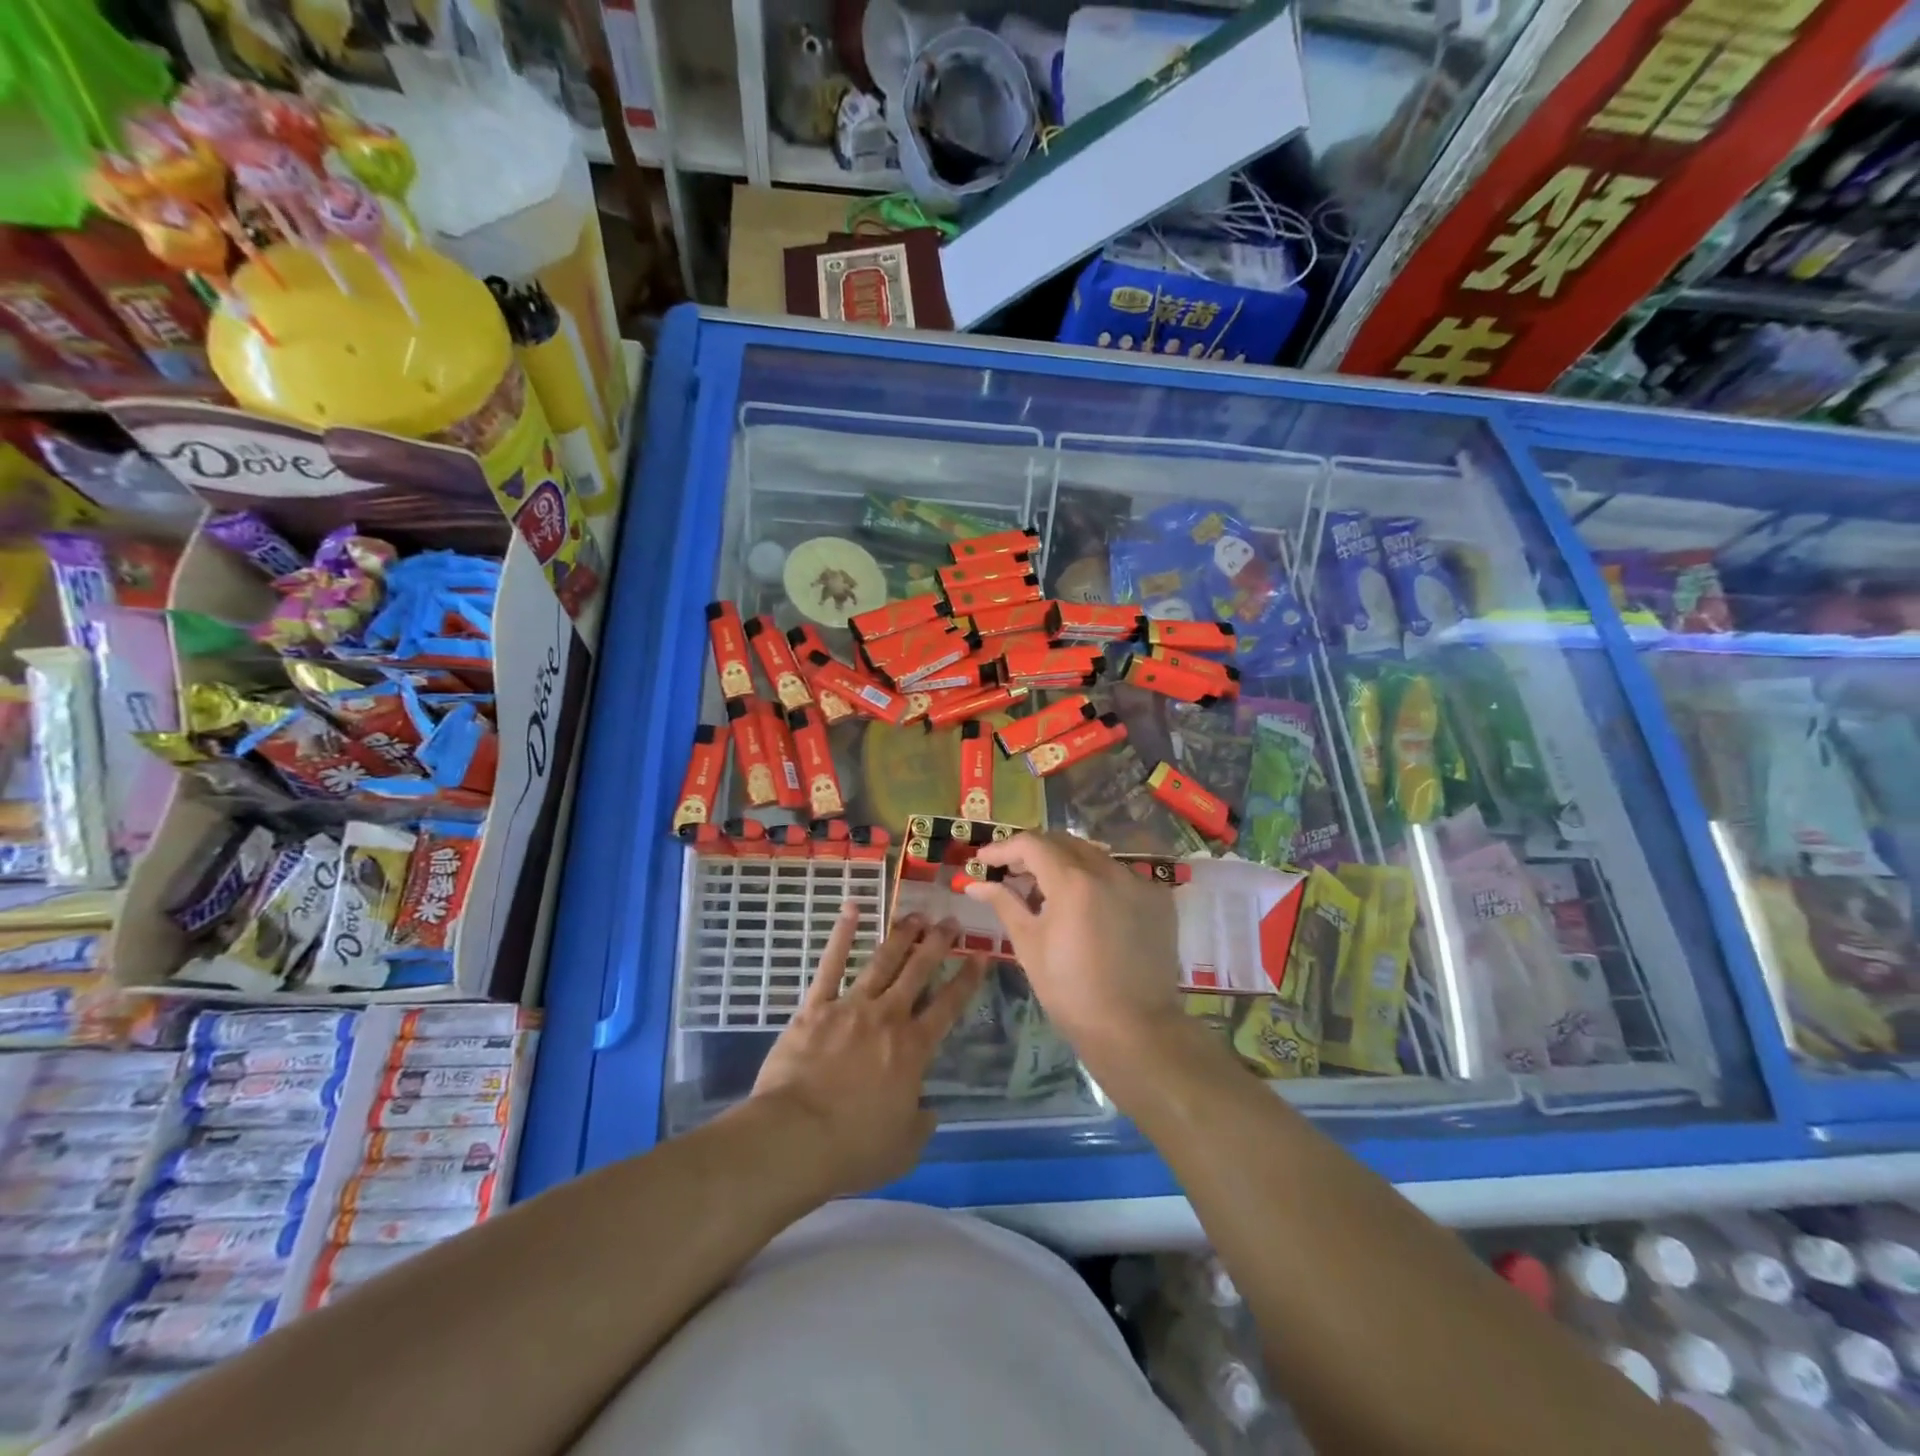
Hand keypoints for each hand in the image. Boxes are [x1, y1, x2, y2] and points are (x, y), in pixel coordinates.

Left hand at [750, 904, 988, 1198]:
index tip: (980, 956)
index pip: (948, 1006)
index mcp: (913, 1049)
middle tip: (951, 921)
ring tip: (916, 915)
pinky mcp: (815, 1007)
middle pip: (918, 971)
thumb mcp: (903, 1149)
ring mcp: (851, 1006)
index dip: (966, 979)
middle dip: (937, 943)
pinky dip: (841, 935)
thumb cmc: (853, 1148)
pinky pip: (830, 964)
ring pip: (882, 961)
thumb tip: (928, 1110)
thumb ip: (921, 1125)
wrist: (796, 1137)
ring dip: (901, 935)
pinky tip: (851, 909)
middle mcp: (887, 1017)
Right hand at [962, 832, 1185, 1079]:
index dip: (1003, 849)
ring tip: (1045, 890)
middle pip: (1063, 842)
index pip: (1031, 844)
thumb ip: (1004, 903)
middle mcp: (1109, 870)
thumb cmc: (1071, 991)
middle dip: (1032, 852)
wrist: (1134, 1029)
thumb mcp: (1029, 945)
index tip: (983, 862)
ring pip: (1092, 856)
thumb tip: (975, 883)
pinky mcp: (1157, 899)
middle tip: (1010, 873)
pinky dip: (1095, 881)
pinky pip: (1118, 875)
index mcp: (1073, 881)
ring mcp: (1138, 882)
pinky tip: (1084, 907)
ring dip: (1064, 864)